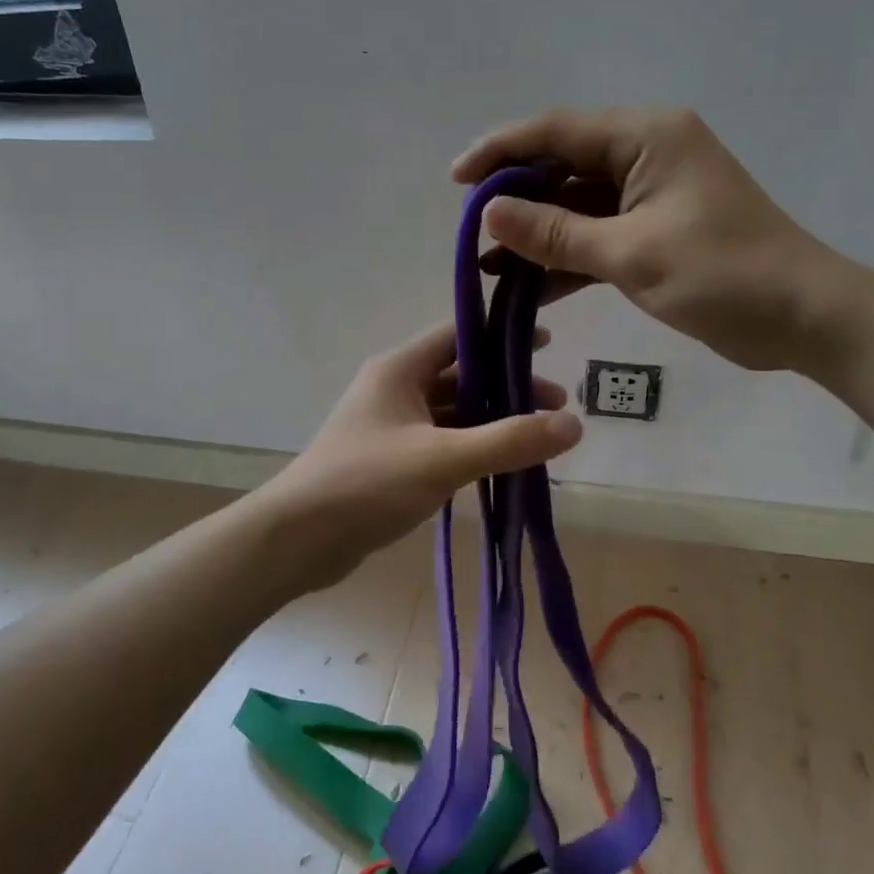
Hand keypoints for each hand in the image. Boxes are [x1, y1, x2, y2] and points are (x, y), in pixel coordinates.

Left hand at [264, 323, 582, 562]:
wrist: (298, 539)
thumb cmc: (366, 483)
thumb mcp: (443, 459)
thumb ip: (508, 441)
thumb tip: (574, 425)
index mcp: (400, 369)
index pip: (459, 334)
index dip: (503, 336)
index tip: (547, 344)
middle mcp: (395, 388)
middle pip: (461, 375)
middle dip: (508, 387)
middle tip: (557, 406)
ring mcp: (391, 426)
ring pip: (453, 412)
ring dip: (492, 420)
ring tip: (539, 439)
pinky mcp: (390, 460)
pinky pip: (441, 442)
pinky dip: (472, 447)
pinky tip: (501, 465)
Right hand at [452, 108, 863, 372]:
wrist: (803, 318)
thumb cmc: (724, 275)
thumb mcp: (632, 254)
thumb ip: (557, 233)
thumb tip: (490, 214)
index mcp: (646, 137)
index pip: (557, 131)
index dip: (501, 151)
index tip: (455, 180)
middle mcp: (646, 154)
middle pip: (563, 166)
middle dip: (516, 200)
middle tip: (469, 233)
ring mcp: (651, 195)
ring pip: (576, 206)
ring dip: (537, 236)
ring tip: (489, 268)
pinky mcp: (654, 232)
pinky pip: (597, 236)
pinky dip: (566, 259)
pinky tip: (528, 287)